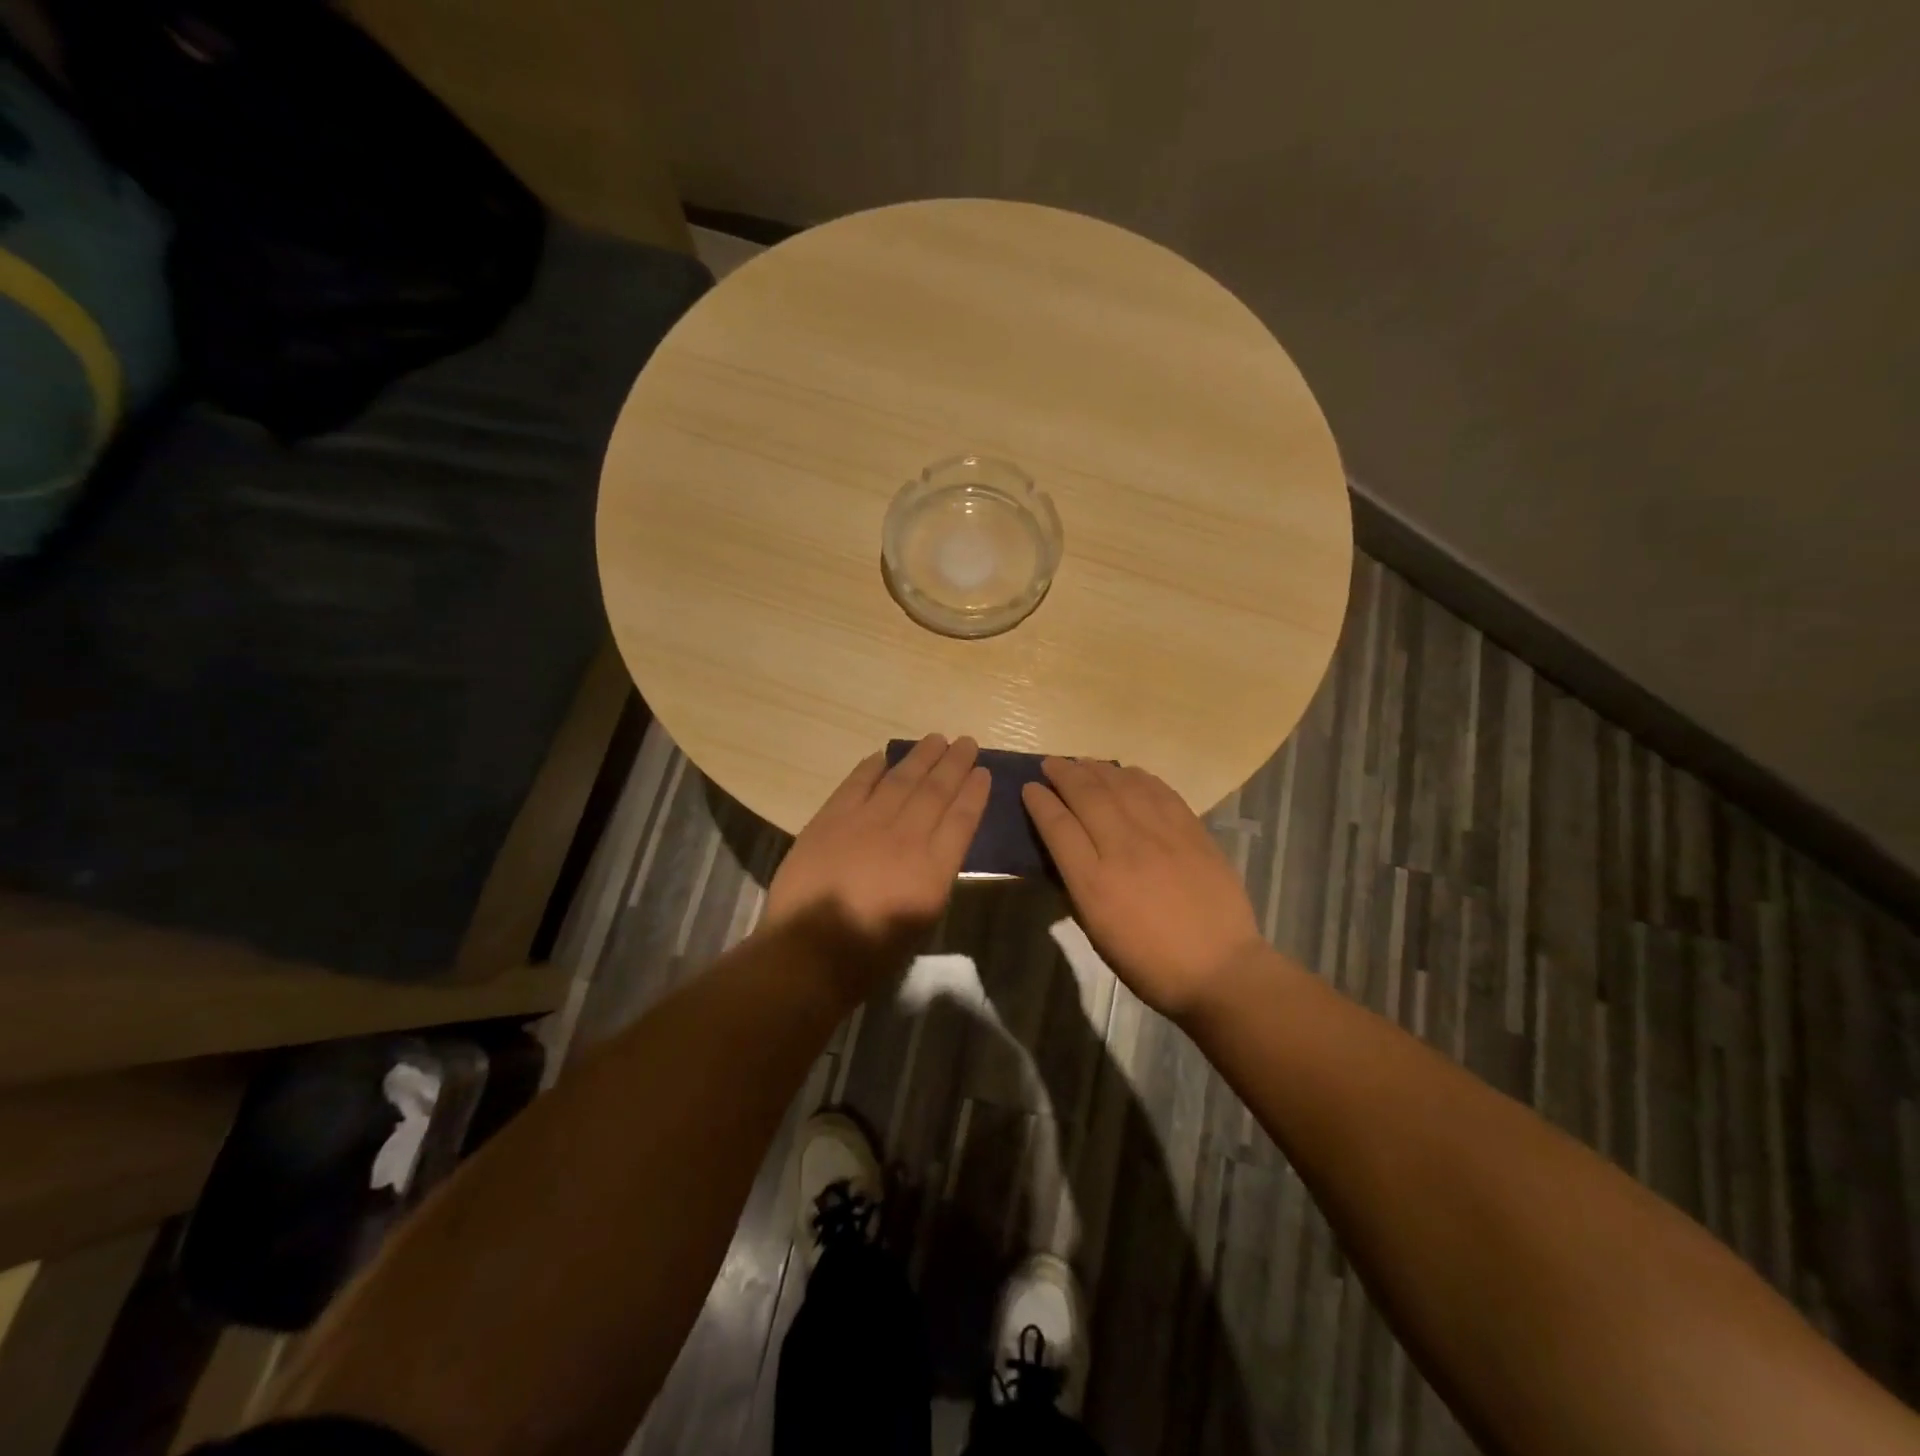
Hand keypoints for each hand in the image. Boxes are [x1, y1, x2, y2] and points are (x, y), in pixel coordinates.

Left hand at [765, 735, 989, 999]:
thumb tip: (938, 845)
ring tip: (936, 739)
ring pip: (901, 779)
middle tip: (966, 742)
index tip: (983, 772)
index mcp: (933, 868)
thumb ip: (934, 876)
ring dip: (921, 756)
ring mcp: (866, 822)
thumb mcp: (922, 920)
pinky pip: (857, 783)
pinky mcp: (832, 818)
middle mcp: (906, 836)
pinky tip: (883, 756)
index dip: (974, 792)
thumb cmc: (871, 951)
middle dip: (954, 764)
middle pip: (936, 790)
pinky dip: (872, 767)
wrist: (809, 951)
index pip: (962, 819)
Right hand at [1023, 759, 1262, 1021]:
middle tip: (1051, 764)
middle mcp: (1123, 848)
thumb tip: (1067, 849)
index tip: (1030, 788)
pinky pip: (1159, 791)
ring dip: (1097, 768)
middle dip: (1064, 774)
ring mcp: (1161, 835)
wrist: (1219, 969)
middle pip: (1087, 796)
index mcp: (1093, 882)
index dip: (1040, 802)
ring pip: (1122, 786)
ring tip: (1083, 762)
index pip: (1058, 826)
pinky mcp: (1191, 831)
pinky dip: (1137, 776)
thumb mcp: (1097, 930)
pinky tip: (1126, 772)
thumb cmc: (1149, 962)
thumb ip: (1078, 884)